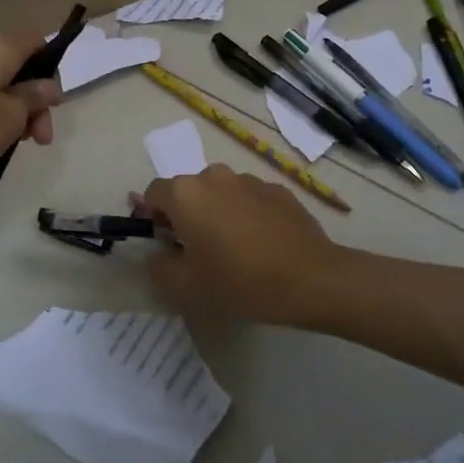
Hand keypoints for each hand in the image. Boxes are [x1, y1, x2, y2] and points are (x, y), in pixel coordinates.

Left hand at [0, 32, 62, 187]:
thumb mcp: (11, 116)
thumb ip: (35, 97)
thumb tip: (48, 85)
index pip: (36, 40)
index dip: (51, 68)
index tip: (53, 103)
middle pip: (20, 66)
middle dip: (36, 100)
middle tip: (40, 137)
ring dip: (15, 111)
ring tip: (16, 144)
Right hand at [138, 166, 347, 326]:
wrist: (310, 278)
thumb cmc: (239, 281)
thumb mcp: (185, 286)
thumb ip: (158, 265)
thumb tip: (159, 252)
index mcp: (186, 194)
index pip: (153, 193)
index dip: (153, 218)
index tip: (166, 245)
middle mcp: (214, 176)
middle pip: (187, 191)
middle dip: (185, 216)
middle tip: (197, 252)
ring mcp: (249, 180)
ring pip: (220, 193)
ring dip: (217, 213)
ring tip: (233, 249)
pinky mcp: (278, 190)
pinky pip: (249, 199)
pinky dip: (246, 215)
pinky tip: (261, 245)